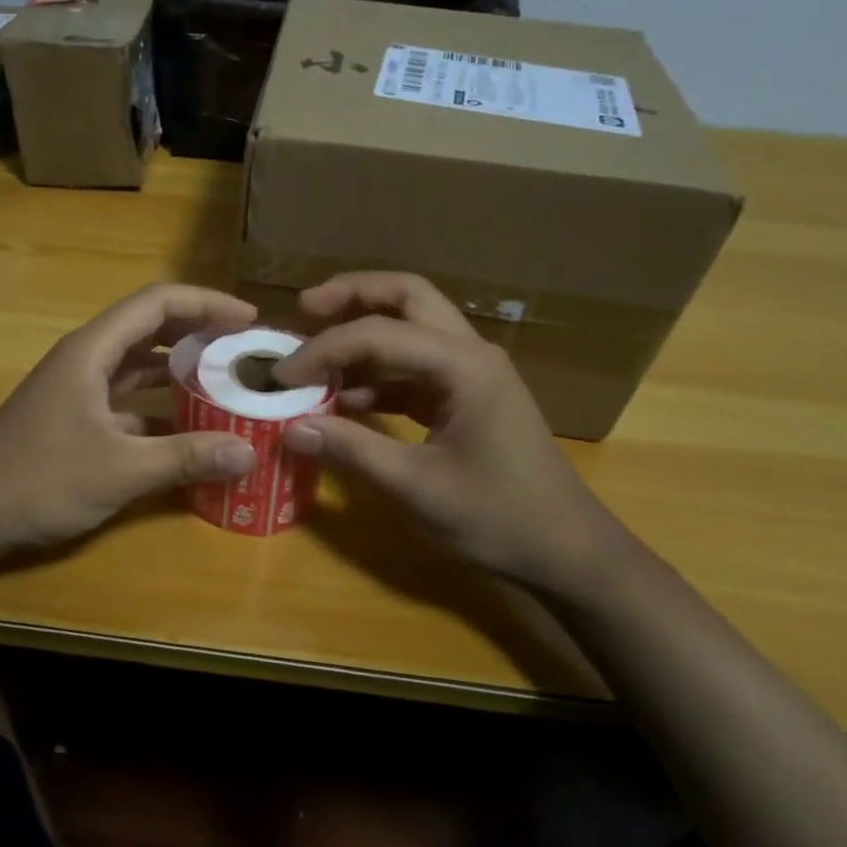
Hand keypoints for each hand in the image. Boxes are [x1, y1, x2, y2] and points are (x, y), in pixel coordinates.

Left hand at [0, 284, 261, 555]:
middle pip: (149, 326)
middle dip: (198, 330)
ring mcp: (77, 388)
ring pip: (137, 362)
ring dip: (179, 366)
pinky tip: (188, 425)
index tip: (249, 319)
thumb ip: (186, 457)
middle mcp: (85, 359)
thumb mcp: (121, 469)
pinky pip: (127, 396)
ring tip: (226, 379)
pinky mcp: (75, 417)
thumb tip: (249, 453)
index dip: (206, 303)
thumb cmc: (40, 479)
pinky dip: (159, 402)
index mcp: (92, 350)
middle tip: (244, 347)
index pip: (156, 302)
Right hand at [273, 273, 633, 593]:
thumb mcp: (416, 487)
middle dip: (352, 296)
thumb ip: (350, 451)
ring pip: (413, 326)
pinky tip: (347, 400)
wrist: (566, 550)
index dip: (323, 350)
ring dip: (365, 332)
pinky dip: (379, 374)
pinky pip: (416, 368)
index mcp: (463, 365)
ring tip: (316, 353)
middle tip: (304, 309)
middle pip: (407, 296)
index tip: (280, 376)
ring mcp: (472, 374)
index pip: (379, 333)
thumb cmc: (498, 516)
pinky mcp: (468, 398)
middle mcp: (470, 353)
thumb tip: (289, 428)